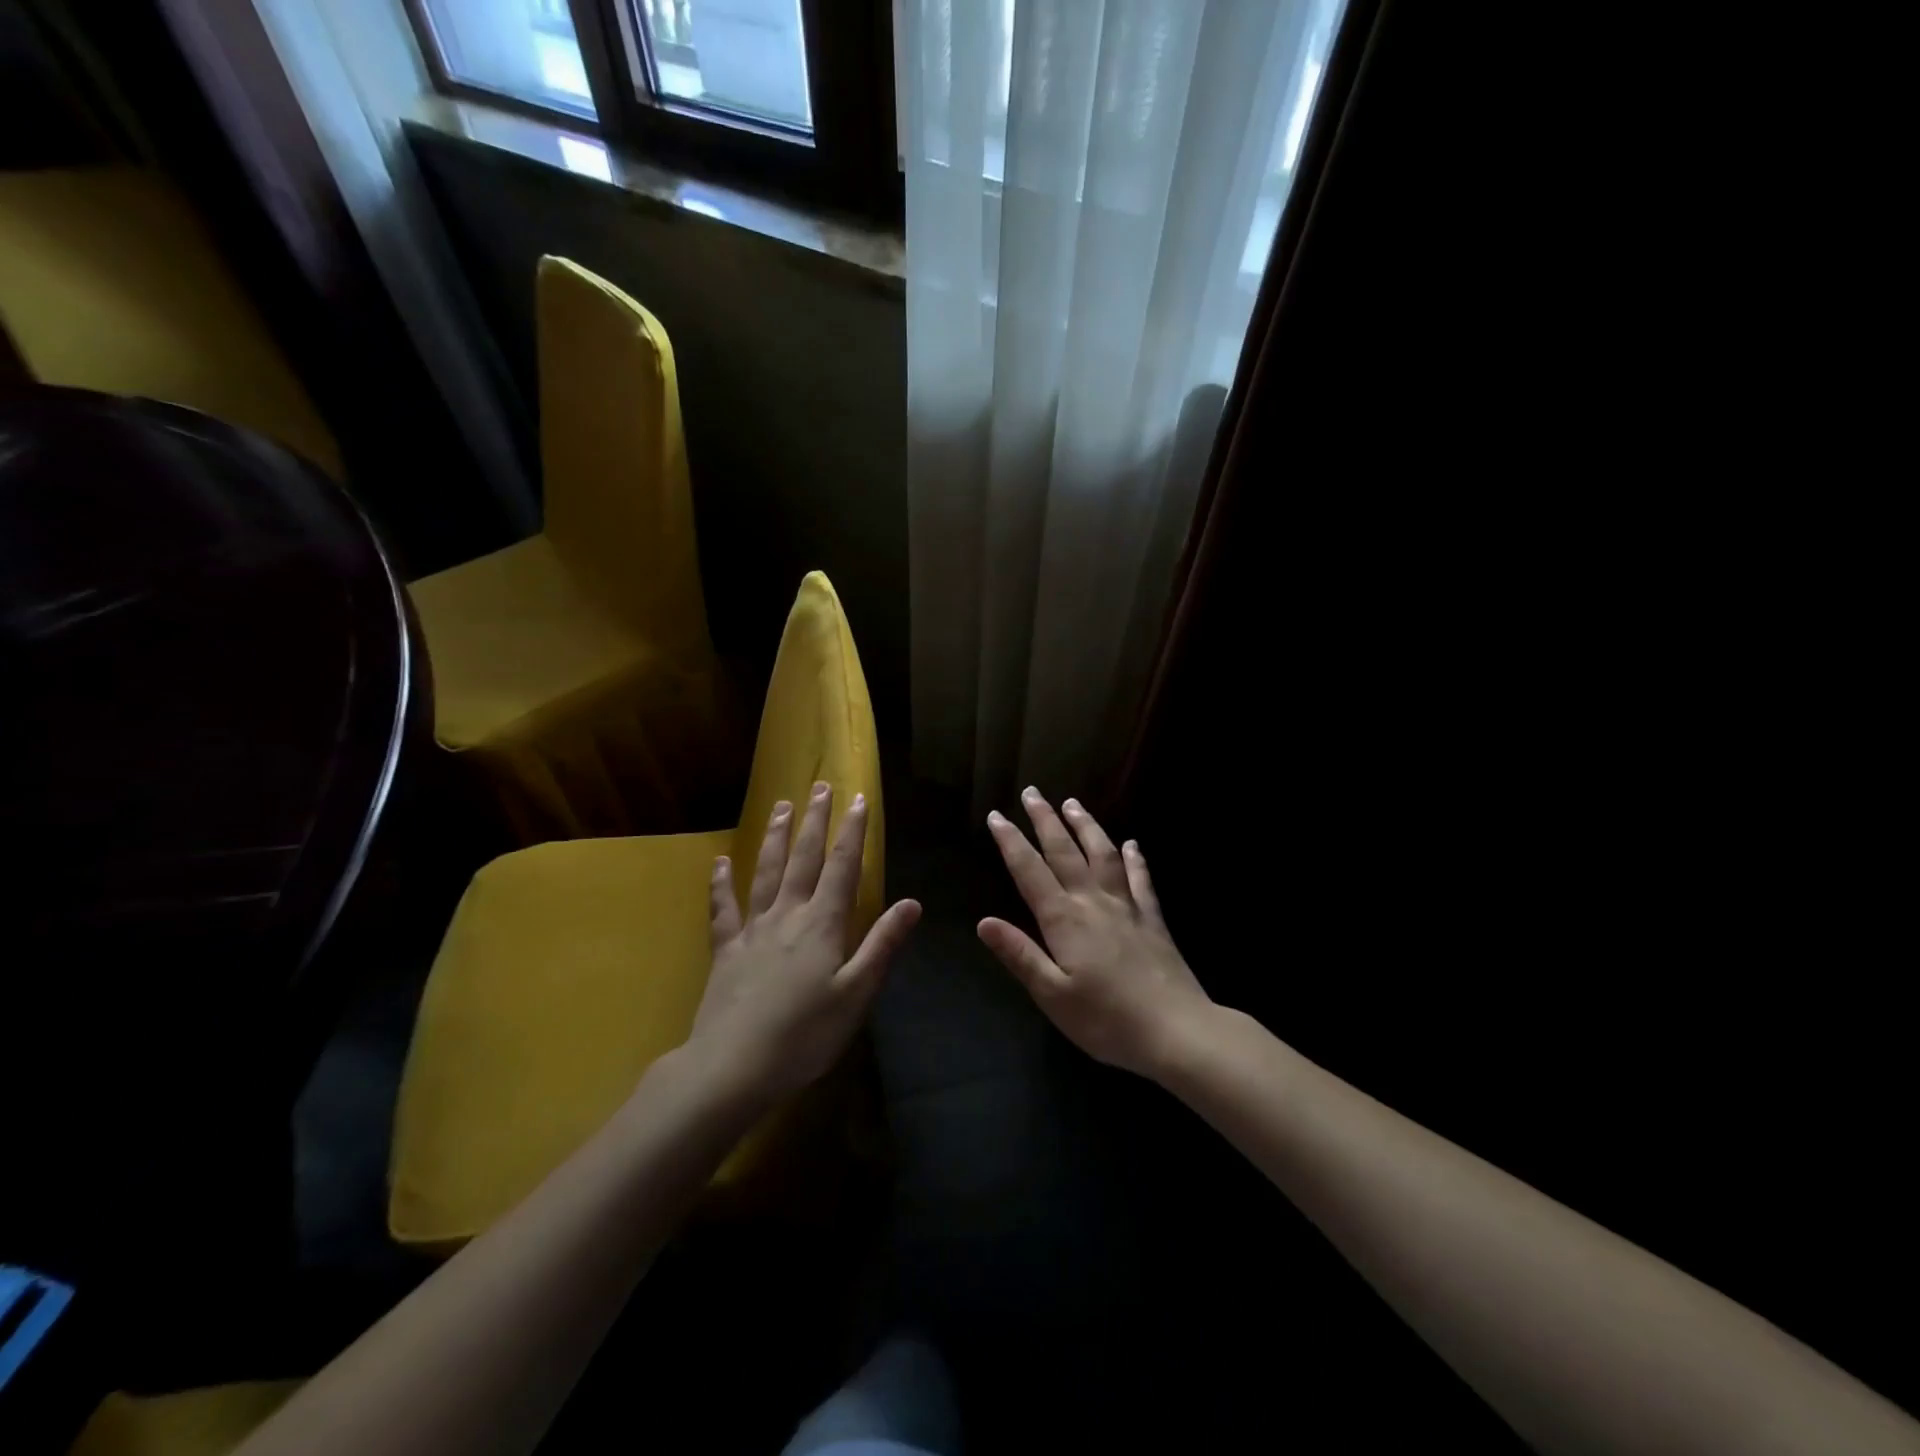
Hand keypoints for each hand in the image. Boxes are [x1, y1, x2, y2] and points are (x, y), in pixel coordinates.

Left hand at [689, 782, 919, 1105]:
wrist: (731, 1068)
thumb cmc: (805, 1035)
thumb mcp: (856, 994)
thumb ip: (882, 945)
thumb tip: (912, 903)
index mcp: (822, 924)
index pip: (842, 866)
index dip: (852, 831)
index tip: (858, 799)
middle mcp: (787, 915)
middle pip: (803, 858)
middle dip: (814, 821)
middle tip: (819, 786)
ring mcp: (752, 930)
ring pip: (765, 872)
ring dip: (775, 837)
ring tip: (780, 806)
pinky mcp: (725, 950)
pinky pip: (722, 908)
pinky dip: (720, 883)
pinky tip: (719, 862)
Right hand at [979, 789, 1212, 1078]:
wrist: (1177, 1031)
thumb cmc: (1107, 1021)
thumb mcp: (1052, 996)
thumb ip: (1020, 955)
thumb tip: (983, 921)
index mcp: (1064, 920)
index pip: (1030, 871)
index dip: (1011, 842)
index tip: (996, 815)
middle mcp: (1093, 902)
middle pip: (1065, 852)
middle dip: (1045, 820)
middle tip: (1032, 792)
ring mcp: (1127, 907)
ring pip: (1103, 855)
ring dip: (1086, 826)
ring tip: (1073, 803)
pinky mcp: (1153, 920)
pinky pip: (1142, 880)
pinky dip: (1135, 858)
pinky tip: (1132, 844)